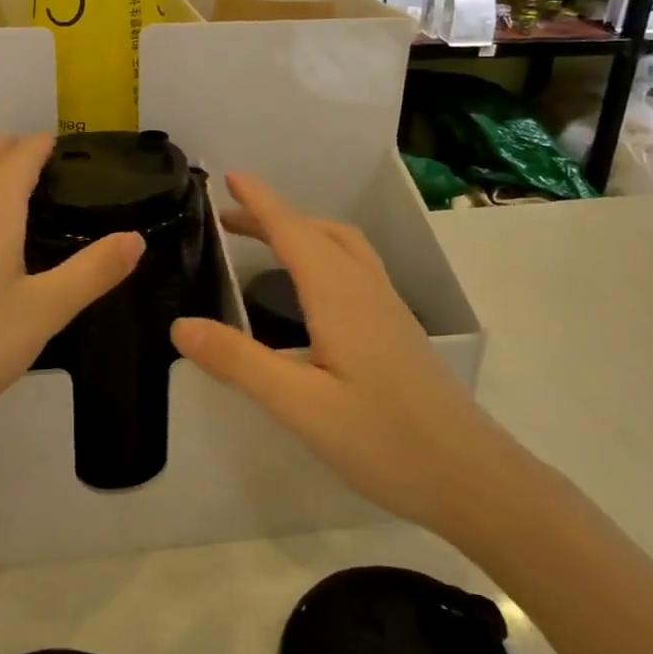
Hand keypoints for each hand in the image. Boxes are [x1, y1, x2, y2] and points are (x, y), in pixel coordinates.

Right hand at [172, 173, 505, 534]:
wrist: (472, 477)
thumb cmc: (384, 440)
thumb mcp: (300, 406)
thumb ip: (240, 363)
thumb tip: (180, 326)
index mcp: (339, 296)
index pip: (293, 232)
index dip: (260, 202)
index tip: (231, 176)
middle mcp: (366, 289)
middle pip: (319, 232)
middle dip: (275, 216)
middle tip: (231, 218)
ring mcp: (388, 309)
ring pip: (343, 247)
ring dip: (302, 232)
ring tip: (266, 242)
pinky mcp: (397, 330)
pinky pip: (354, 268)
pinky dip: (323, 254)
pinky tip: (311, 290)